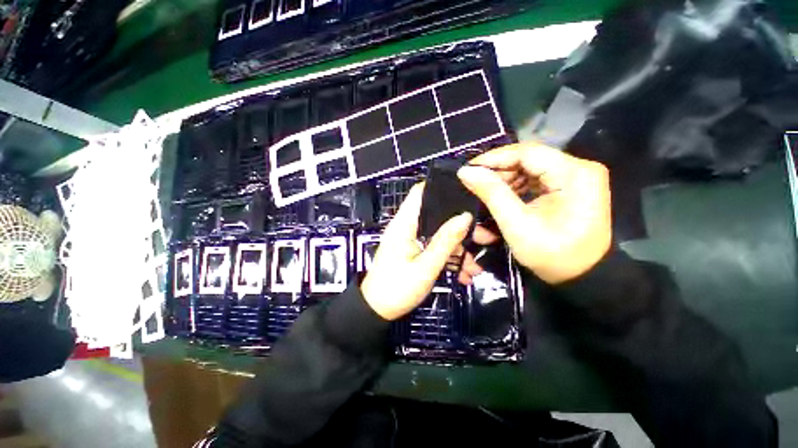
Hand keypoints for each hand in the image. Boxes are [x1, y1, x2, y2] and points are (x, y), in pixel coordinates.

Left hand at [361, 184, 472, 320]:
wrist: (377, 311)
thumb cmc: (397, 288)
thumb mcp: (426, 266)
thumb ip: (445, 241)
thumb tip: (465, 217)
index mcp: (404, 224)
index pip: (420, 193)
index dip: (441, 188)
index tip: (467, 192)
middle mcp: (407, 227)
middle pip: (437, 216)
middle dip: (461, 226)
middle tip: (485, 237)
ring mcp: (411, 240)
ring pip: (439, 235)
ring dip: (458, 248)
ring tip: (477, 267)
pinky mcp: (414, 251)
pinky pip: (434, 248)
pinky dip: (448, 258)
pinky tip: (464, 275)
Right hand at [457, 143, 611, 284]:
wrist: (582, 277)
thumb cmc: (551, 254)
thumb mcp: (516, 224)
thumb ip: (491, 194)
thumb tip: (466, 171)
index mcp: (574, 174)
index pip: (527, 152)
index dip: (494, 158)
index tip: (469, 168)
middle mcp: (580, 168)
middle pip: (529, 159)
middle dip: (499, 171)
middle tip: (475, 183)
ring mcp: (577, 177)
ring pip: (531, 168)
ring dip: (506, 179)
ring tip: (486, 192)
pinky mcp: (571, 187)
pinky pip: (536, 179)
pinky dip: (517, 186)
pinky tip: (503, 196)